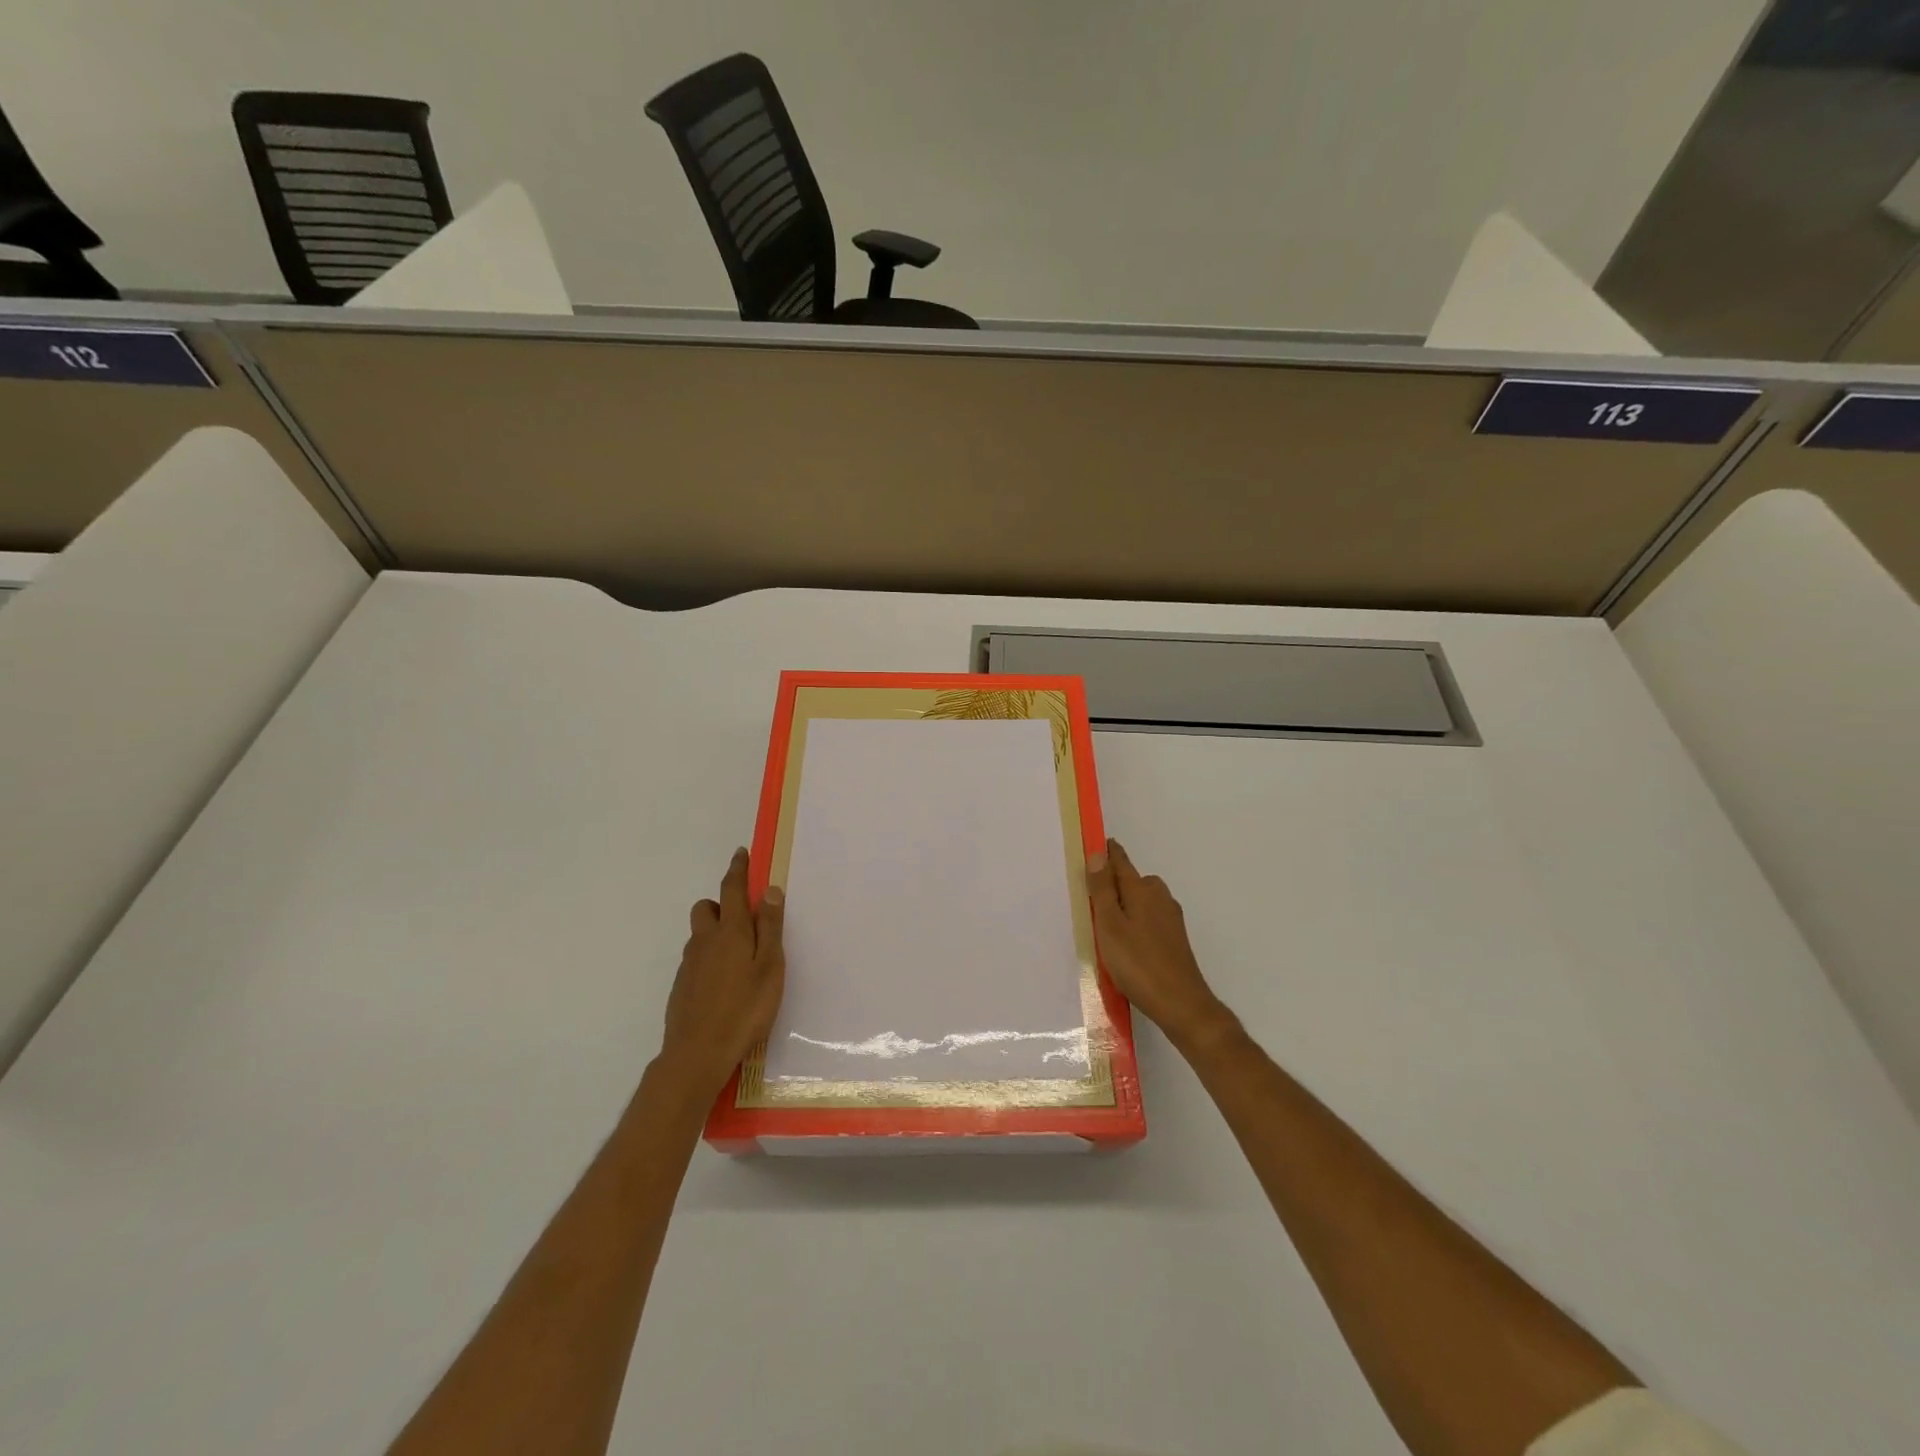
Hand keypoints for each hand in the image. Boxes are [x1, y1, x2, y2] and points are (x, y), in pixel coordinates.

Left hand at [658, 848, 785, 1097]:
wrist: (697, 1054)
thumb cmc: (745, 1009)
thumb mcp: (770, 967)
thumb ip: (770, 927)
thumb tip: (769, 890)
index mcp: (731, 931)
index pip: (732, 889)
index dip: (737, 869)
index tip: (741, 854)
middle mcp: (705, 941)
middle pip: (706, 908)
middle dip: (722, 903)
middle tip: (745, 920)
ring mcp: (689, 964)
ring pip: (700, 935)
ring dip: (715, 933)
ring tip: (739, 957)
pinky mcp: (681, 986)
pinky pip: (696, 959)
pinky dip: (709, 958)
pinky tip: (724, 984)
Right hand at [1088, 839, 1235, 1052]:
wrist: (1181, 1004)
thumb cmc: (1138, 963)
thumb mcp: (1110, 925)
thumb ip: (1103, 889)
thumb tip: (1099, 853)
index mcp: (1142, 890)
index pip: (1120, 861)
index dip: (1106, 853)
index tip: (1093, 845)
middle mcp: (1159, 897)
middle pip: (1131, 880)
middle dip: (1113, 883)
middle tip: (1090, 900)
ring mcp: (1170, 918)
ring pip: (1141, 901)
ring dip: (1124, 906)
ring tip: (1104, 927)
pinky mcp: (1175, 938)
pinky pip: (1148, 918)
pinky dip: (1135, 922)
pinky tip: (1126, 944)